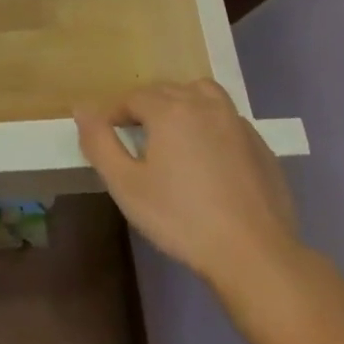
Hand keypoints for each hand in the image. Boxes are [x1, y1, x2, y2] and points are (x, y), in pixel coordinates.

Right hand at [76, 80, 303, 308]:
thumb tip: (82, 108)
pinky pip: (227, 120)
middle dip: (146, 107)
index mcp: (171, 110)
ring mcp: (238, 124)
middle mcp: (205, 105)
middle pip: (167, 91)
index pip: (133, 97)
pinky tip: (208, 159)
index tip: (108, 139)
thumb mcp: (125, 184)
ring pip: (203, 95)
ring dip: (182, 105)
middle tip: (135, 140)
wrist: (254, 253)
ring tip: (172, 136)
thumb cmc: (181, 218)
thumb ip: (99, 142)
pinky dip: (210, 125)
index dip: (115, 114)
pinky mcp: (261, 146)